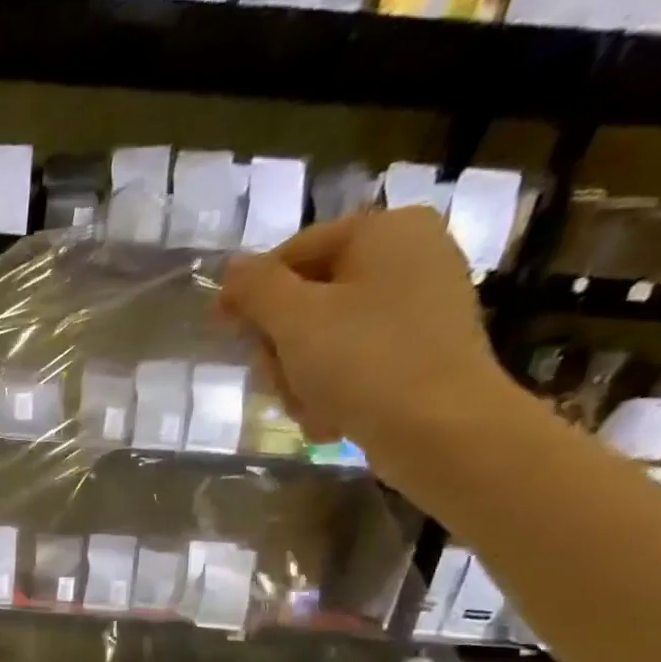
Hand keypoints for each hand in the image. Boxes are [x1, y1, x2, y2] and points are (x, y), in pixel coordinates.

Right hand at [221, 209, 519, 494]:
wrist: (439, 429)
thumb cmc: (364, 362)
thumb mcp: (295, 319)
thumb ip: (256, 288)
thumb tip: (231, 268)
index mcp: (385, 232)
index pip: (294, 252)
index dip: (251, 291)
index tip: (220, 330)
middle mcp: (408, 258)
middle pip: (306, 300)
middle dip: (280, 349)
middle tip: (275, 379)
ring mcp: (417, 308)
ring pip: (323, 340)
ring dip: (299, 379)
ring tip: (308, 407)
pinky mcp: (418, 353)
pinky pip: (353, 364)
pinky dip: (332, 392)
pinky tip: (331, 418)